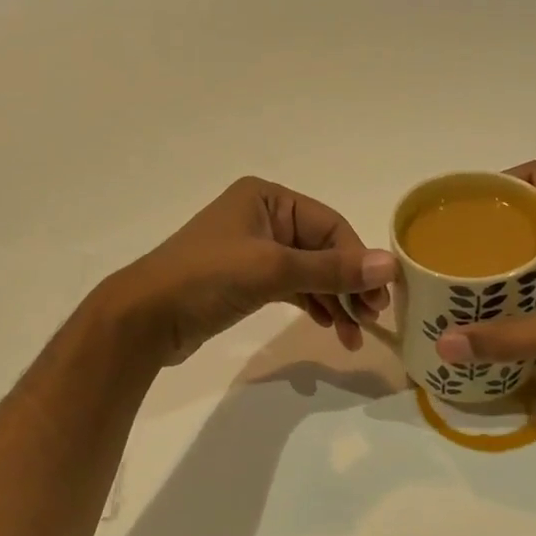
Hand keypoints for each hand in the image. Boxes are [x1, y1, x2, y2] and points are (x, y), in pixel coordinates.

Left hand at [104, 177, 396, 365]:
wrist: (144, 319)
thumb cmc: (206, 279)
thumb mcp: (272, 270)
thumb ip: (332, 269)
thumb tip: (391, 265)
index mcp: (269, 199)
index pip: (330, 226)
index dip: (358, 261)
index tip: (380, 299)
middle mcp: (264, 217)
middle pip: (323, 249)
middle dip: (348, 285)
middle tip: (371, 320)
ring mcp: (254, 249)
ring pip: (309, 272)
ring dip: (334, 301)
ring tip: (352, 336)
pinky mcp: (246, 279)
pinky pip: (292, 287)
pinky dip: (312, 304)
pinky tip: (328, 325)